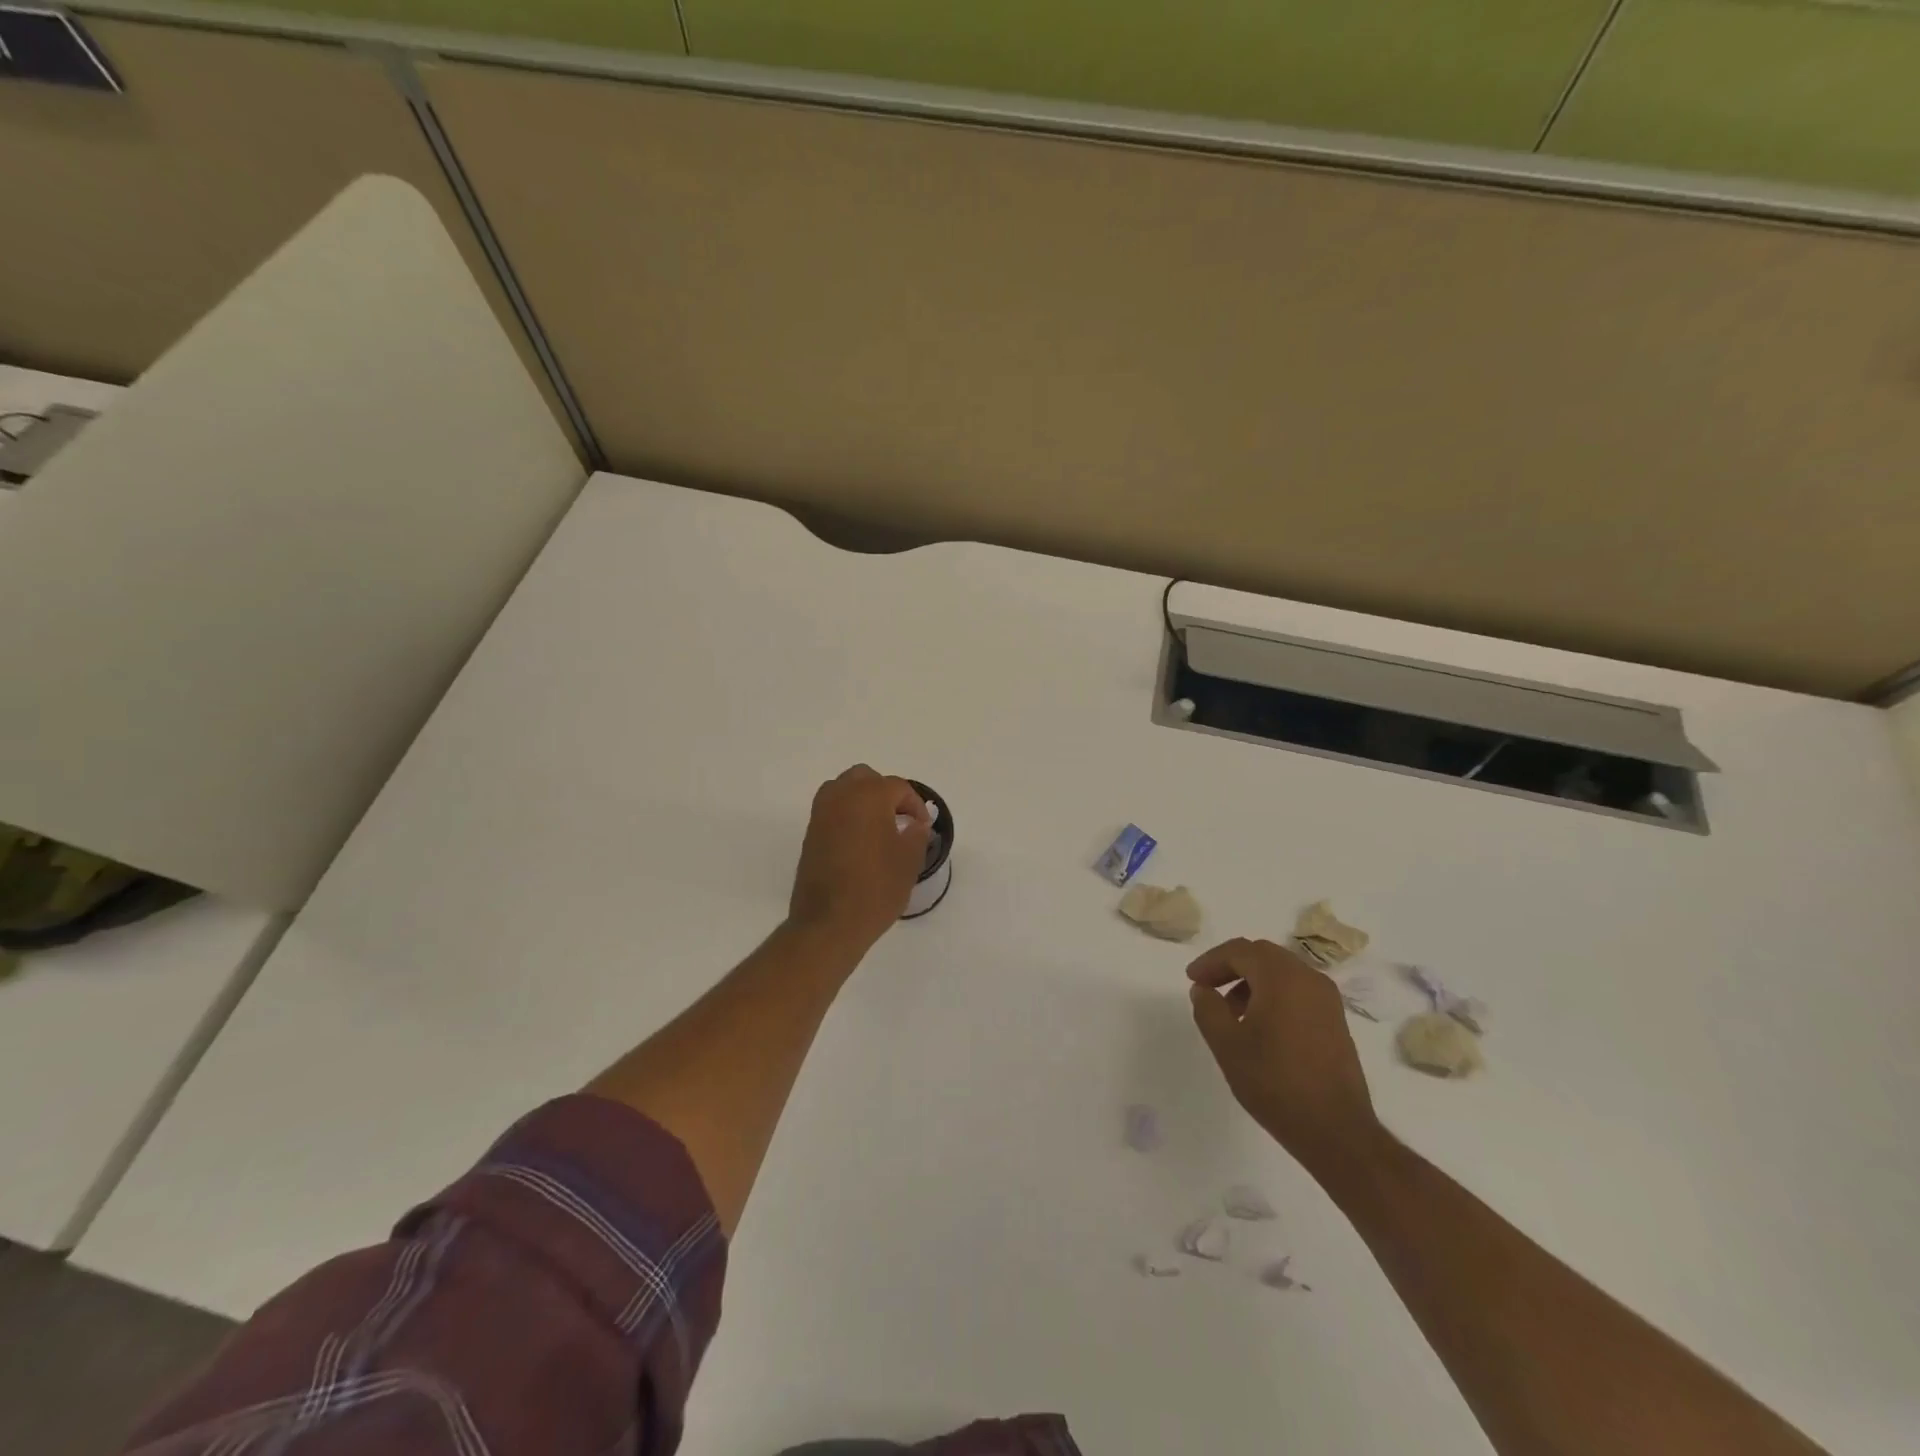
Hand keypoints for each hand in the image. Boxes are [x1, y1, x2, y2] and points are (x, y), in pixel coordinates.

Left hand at [787, 766, 931, 953]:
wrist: (829, 922)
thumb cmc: (875, 888)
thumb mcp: (908, 861)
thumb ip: (917, 834)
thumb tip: (916, 824)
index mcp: (869, 796)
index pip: (898, 787)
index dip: (915, 805)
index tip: (923, 827)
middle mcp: (841, 796)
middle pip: (865, 778)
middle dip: (885, 793)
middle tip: (900, 818)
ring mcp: (820, 814)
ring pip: (843, 790)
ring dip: (862, 800)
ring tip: (879, 827)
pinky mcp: (810, 833)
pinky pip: (831, 810)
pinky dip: (847, 815)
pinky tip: (860, 841)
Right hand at [1188, 937, 1380, 1178]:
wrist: (1335, 1130)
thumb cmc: (1274, 1083)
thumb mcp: (1226, 1045)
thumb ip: (1208, 1008)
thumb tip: (1204, 989)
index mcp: (1282, 977)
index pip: (1239, 951)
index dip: (1210, 961)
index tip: (1193, 980)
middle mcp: (1309, 978)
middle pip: (1262, 955)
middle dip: (1231, 966)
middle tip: (1208, 988)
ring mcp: (1327, 999)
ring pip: (1281, 972)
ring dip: (1252, 981)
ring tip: (1231, 1012)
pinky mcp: (1336, 1020)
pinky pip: (1298, 990)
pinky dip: (1273, 994)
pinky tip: (1260, 1026)